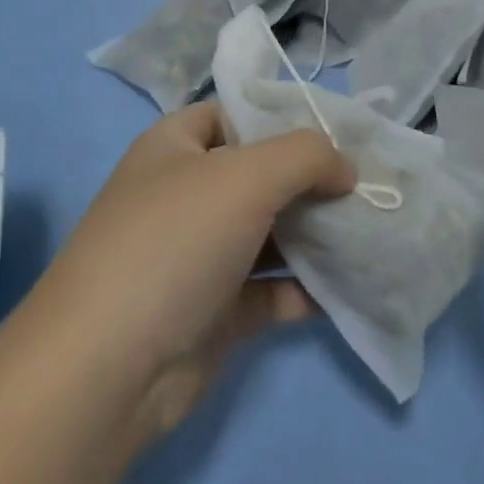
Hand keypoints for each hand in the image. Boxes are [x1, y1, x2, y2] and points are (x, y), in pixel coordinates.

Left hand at [35, 102, 354, 439]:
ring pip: (269, 236)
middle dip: (313, 182)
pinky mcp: (214, 313)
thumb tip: (344, 169)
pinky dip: (307, 290)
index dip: (282, 119)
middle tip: (371, 189)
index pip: (232, 115)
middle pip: (259, 178)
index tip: (340, 138)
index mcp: (173, 149)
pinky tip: (351, 288)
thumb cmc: (174, 244)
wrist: (110, 368)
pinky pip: (271, 292)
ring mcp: (198, 258)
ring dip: (317, 237)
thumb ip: (305, 156)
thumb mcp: (244, 176)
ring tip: (373, 233)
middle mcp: (184, 197)